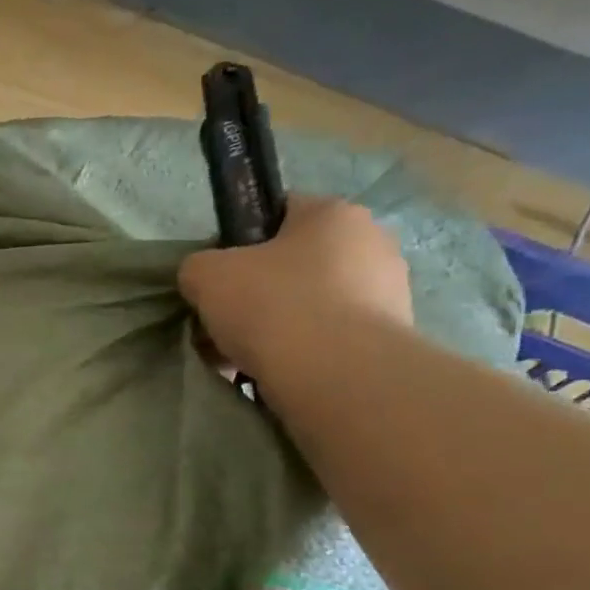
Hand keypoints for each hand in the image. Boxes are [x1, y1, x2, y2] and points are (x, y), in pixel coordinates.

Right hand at [179, 195, 412, 383]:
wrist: (336, 375)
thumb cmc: (272, 306)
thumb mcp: (206, 275)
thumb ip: (198, 266)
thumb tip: (204, 278)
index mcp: (333, 213)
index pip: (278, 213)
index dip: (240, 243)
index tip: (219, 278)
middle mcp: (372, 242)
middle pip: (295, 264)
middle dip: (259, 293)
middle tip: (227, 325)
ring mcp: (389, 292)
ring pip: (311, 305)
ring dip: (279, 328)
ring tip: (245, 359)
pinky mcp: (390, 339)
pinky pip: (331, 339)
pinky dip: (303, 354)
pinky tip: (276, 374)